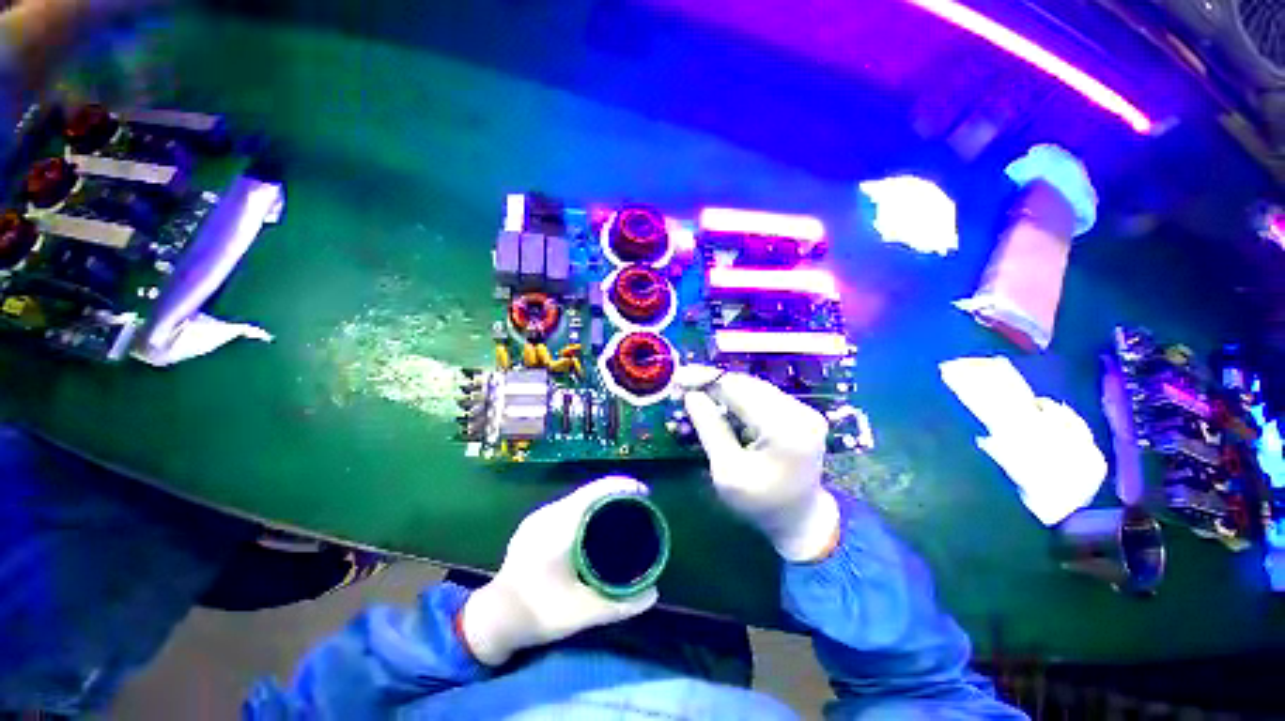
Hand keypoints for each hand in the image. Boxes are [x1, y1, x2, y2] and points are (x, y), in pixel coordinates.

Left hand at [459, 476, 658, 665]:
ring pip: (578, 498)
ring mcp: (538, 516)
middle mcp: (549, 513)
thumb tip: (653, 594)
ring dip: (601, 500)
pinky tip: (594, 524)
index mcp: (560, 526)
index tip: (644, 494)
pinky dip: (587, 508)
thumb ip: (620, 604)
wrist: (493, 619)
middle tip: (638, 506)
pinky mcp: (534, 524)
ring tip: (621, 513)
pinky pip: (568, 506)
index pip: (596, 492)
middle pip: (590, 491)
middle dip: (616, 493)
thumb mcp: (582, 613)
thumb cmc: (539, 613)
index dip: (622, 486)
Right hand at [677, 365, 839, 561]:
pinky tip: (723, 406)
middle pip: (747, 385)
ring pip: (754, 388)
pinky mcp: (801, 414)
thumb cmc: (760, 503)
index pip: (738, 390)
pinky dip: (740, 399)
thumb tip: (692, 396)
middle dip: (714, 383)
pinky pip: (764, 397)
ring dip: (725, 390)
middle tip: (685, 386)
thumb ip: (710, 429)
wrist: (801, 521)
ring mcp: (804, 411)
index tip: (680, 378)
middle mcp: (800, 412)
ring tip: (699, 394)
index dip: (706, 380)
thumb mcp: (727, 471)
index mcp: (784, 429)